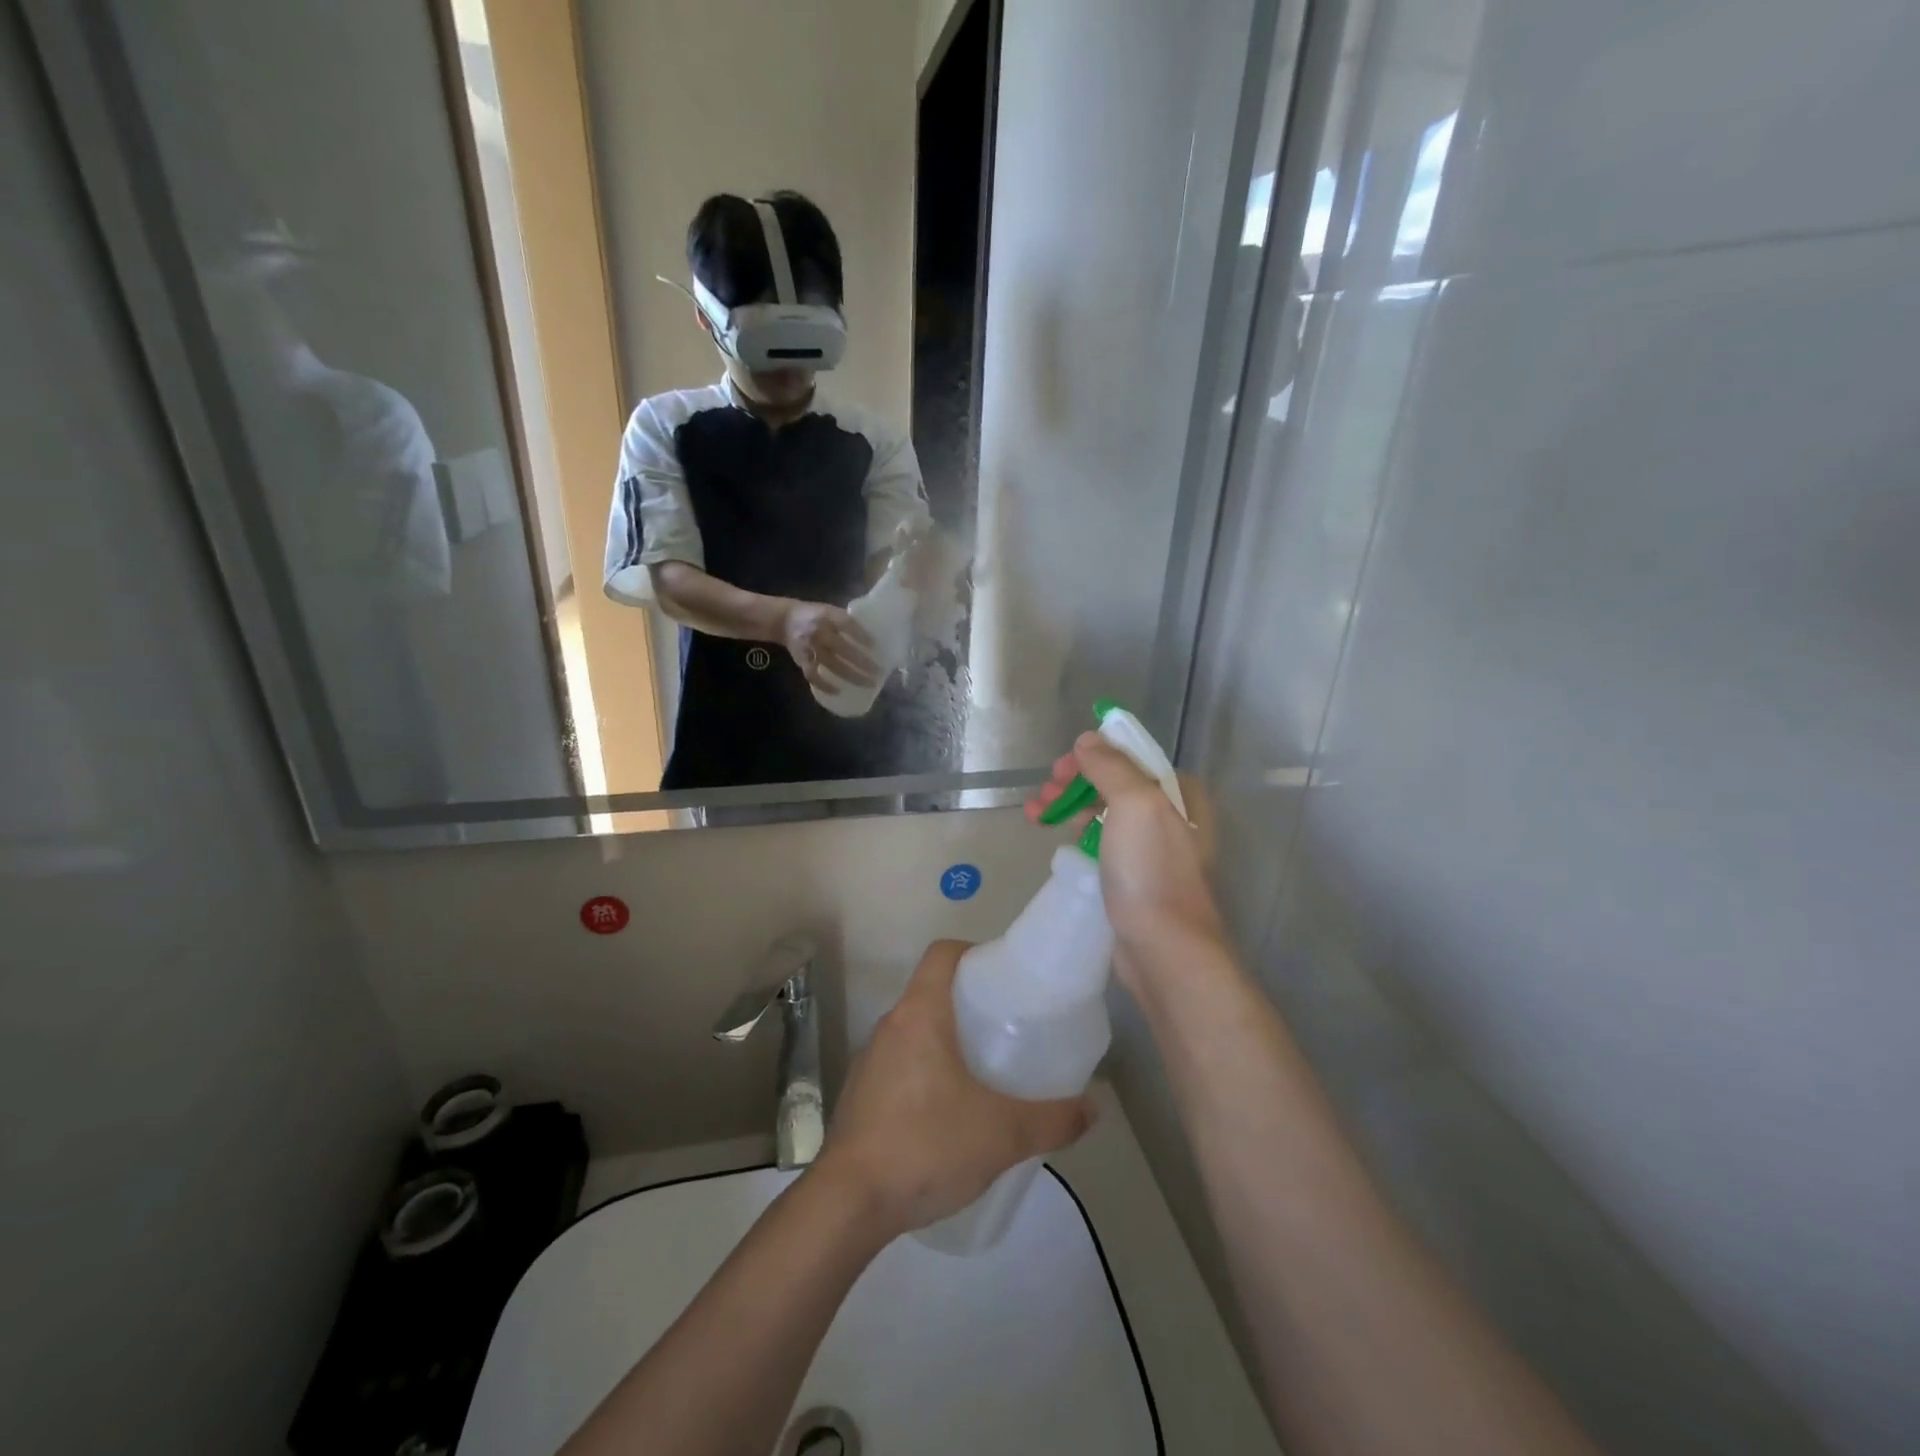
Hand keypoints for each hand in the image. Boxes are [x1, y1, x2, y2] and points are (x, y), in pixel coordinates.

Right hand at [780, 600, 878, 690]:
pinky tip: (839, 691)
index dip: (862, 636)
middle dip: (862, 662)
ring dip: (851, 676)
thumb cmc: (815, 616)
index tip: (876, 647)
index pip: (847, 624)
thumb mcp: (829, 611)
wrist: (784, 620)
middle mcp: (818, 632)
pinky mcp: (801, 661)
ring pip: (832, 665)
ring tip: (867, 684)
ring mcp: (809, 648)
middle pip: (843, 649)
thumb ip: (846, 622)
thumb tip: (873, 637)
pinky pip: (813, 676)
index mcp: (827, 616)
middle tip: (878, 672)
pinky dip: (825, 685)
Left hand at [815, 941, 1093, 1238]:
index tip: (1003, 977)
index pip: (943, 954)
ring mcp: (870, 1060)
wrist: (848, 1204)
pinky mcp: (861, 1093)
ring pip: (915, 1030)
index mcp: (920, 1014)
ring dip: (947, 1040)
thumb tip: (1094, 1107)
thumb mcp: (1002, 1134)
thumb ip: (1053, 1119)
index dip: (974, 953)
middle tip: (1008, 1028)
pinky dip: (926, 1071)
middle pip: (932, 991)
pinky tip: (950, 1112)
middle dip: (969, 1003)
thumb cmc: (926, 1146)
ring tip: (984, 1071)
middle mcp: (891, 1025)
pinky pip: (900, 1063)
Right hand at [1027, 733, 1225, 994]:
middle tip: (1044, 794)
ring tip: (1035, 815)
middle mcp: (1171, 817)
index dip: (1094, 754)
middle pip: (1114, 784)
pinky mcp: (1134, 877)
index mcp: (1179, 793)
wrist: (1164, 948)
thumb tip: (1088, 740)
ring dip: (1069, 807)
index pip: (1131, 757)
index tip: (1060, 767)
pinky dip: (1076, 834)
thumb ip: (1111, 766)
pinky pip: (1101, 843)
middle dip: (1075, 784)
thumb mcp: (1134, 804)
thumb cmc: (1151, 870)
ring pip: (1104, 814)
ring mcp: (1152, 849)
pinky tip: (1056, 837)